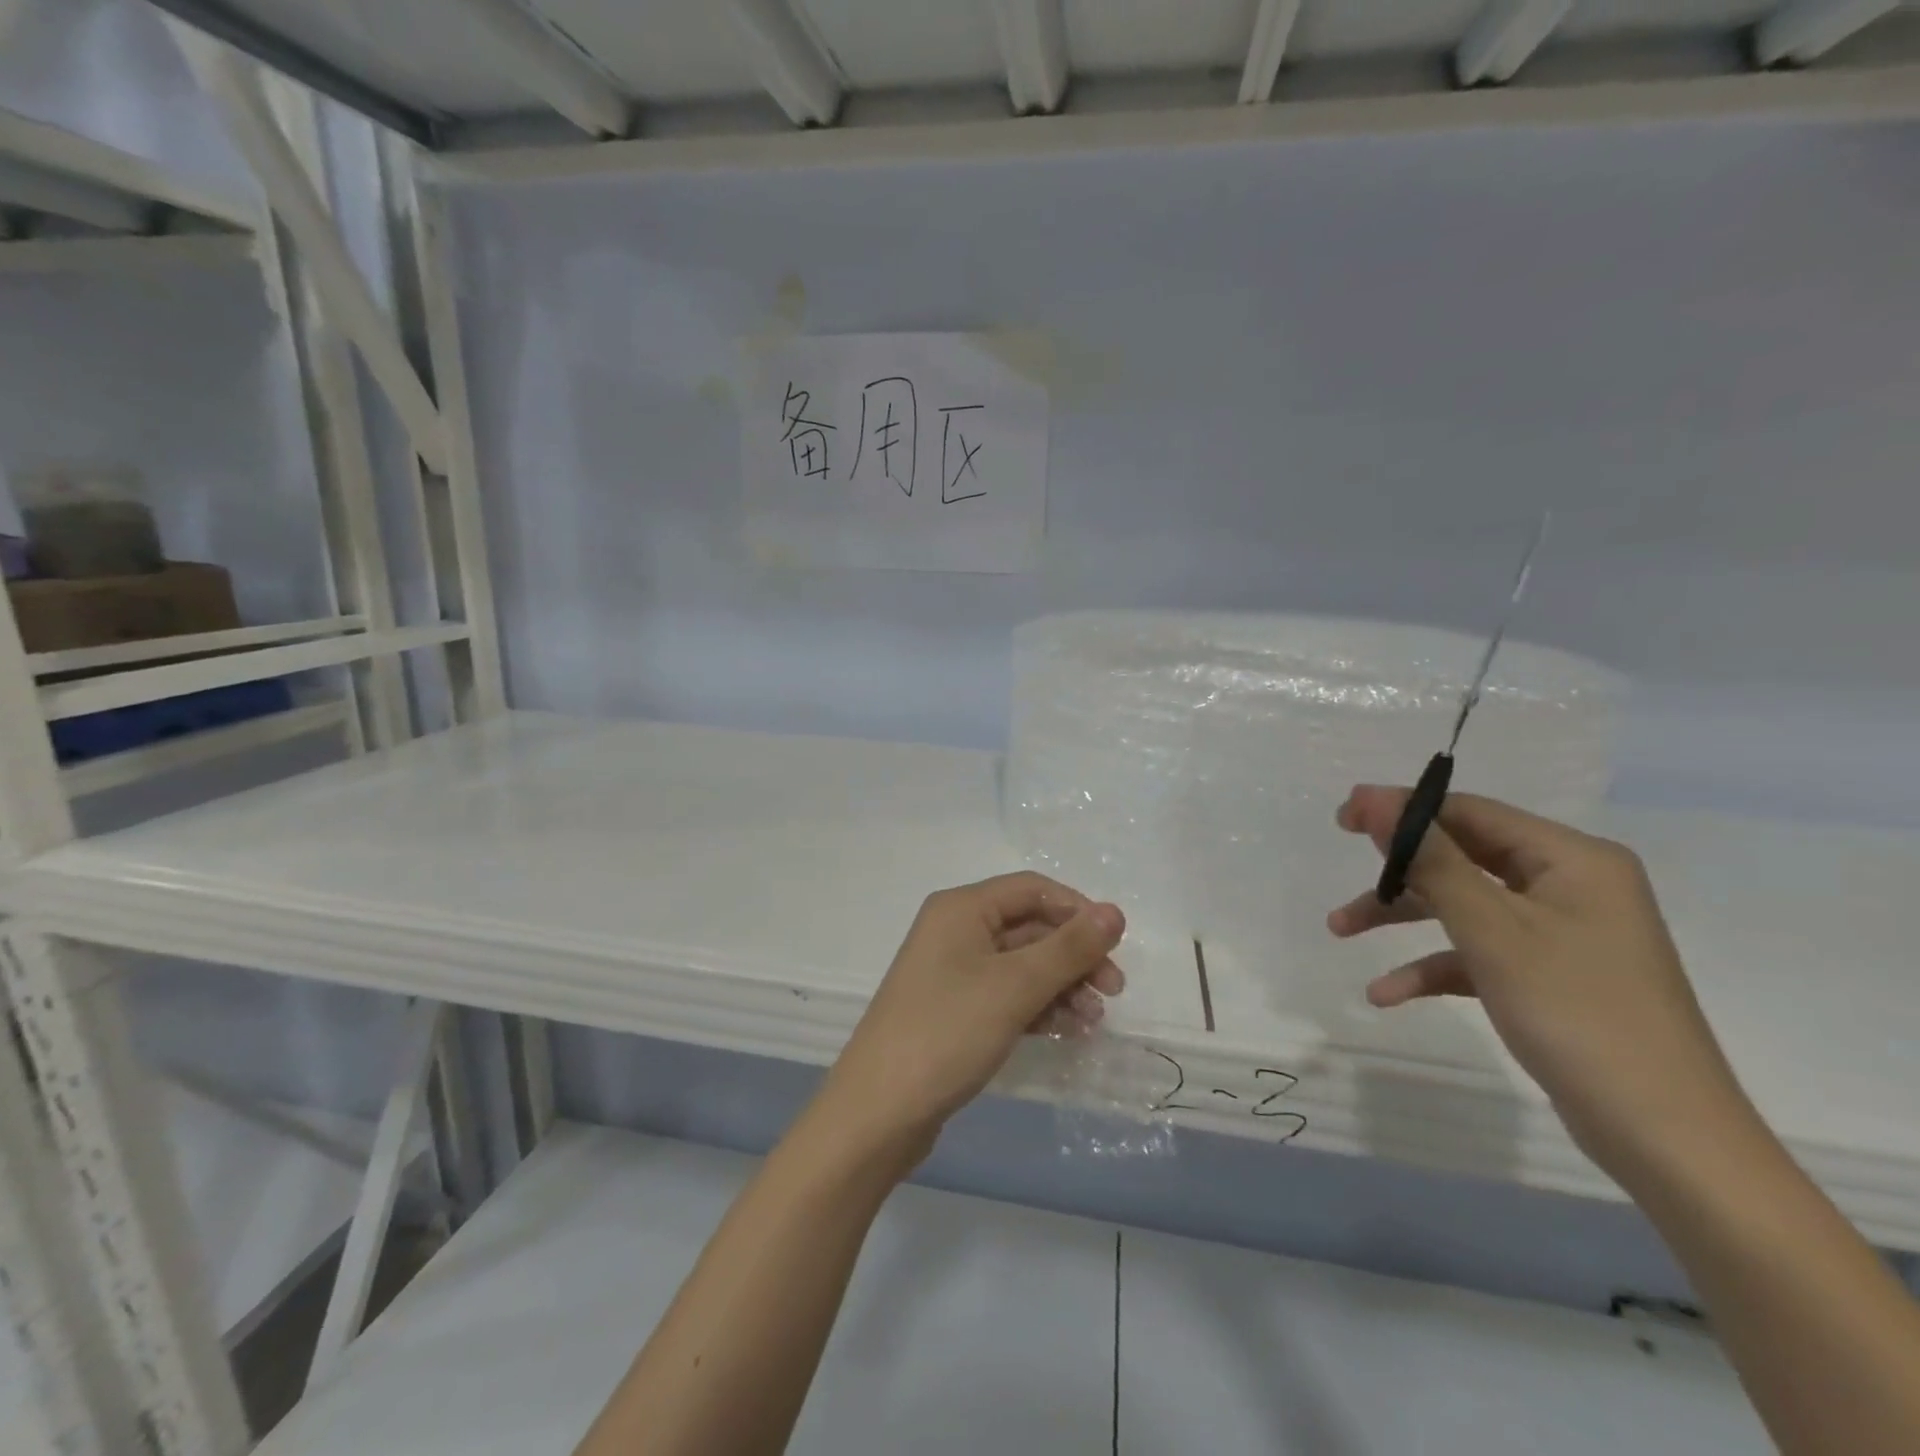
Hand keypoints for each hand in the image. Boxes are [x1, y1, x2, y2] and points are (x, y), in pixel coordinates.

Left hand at [816, 872, 1124, 1172]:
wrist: (879, 1112)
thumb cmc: (947, 1033)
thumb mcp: (1015, 987)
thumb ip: (1069, 948)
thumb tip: (1115, 911)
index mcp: (961, 908)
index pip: (1032, 889)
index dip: (1077, 910)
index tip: (1116, 945)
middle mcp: (956, 930)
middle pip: (1030, 927)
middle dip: (1074, 955)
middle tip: (1114, 991)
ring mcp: (953, 972)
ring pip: (1022, 964)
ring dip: (1062, 986)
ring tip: (1094, 1021)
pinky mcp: (955, 1009)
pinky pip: (1007, 994)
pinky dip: (1039, 1007)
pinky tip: (1067, 1031)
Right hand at [1327, 785, 1754, 1184]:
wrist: (1665, 1137)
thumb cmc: (1576, 1013)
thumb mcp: (1492, 930)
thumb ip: (1430, 860)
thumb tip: (1375, 799)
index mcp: (1572, 859)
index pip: (1470, 813)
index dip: (1402, 810)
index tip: (1341, 820)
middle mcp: (1570, 885)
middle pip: (1463, 858)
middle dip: (1398, 871)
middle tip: (1343, 868)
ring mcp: (1563, 933)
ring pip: (1464, 905)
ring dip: (1404, 917)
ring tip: (1340, 930)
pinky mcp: (1551, 976)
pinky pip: (1479, 952)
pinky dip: (1434, 965)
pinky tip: (1386, 993)